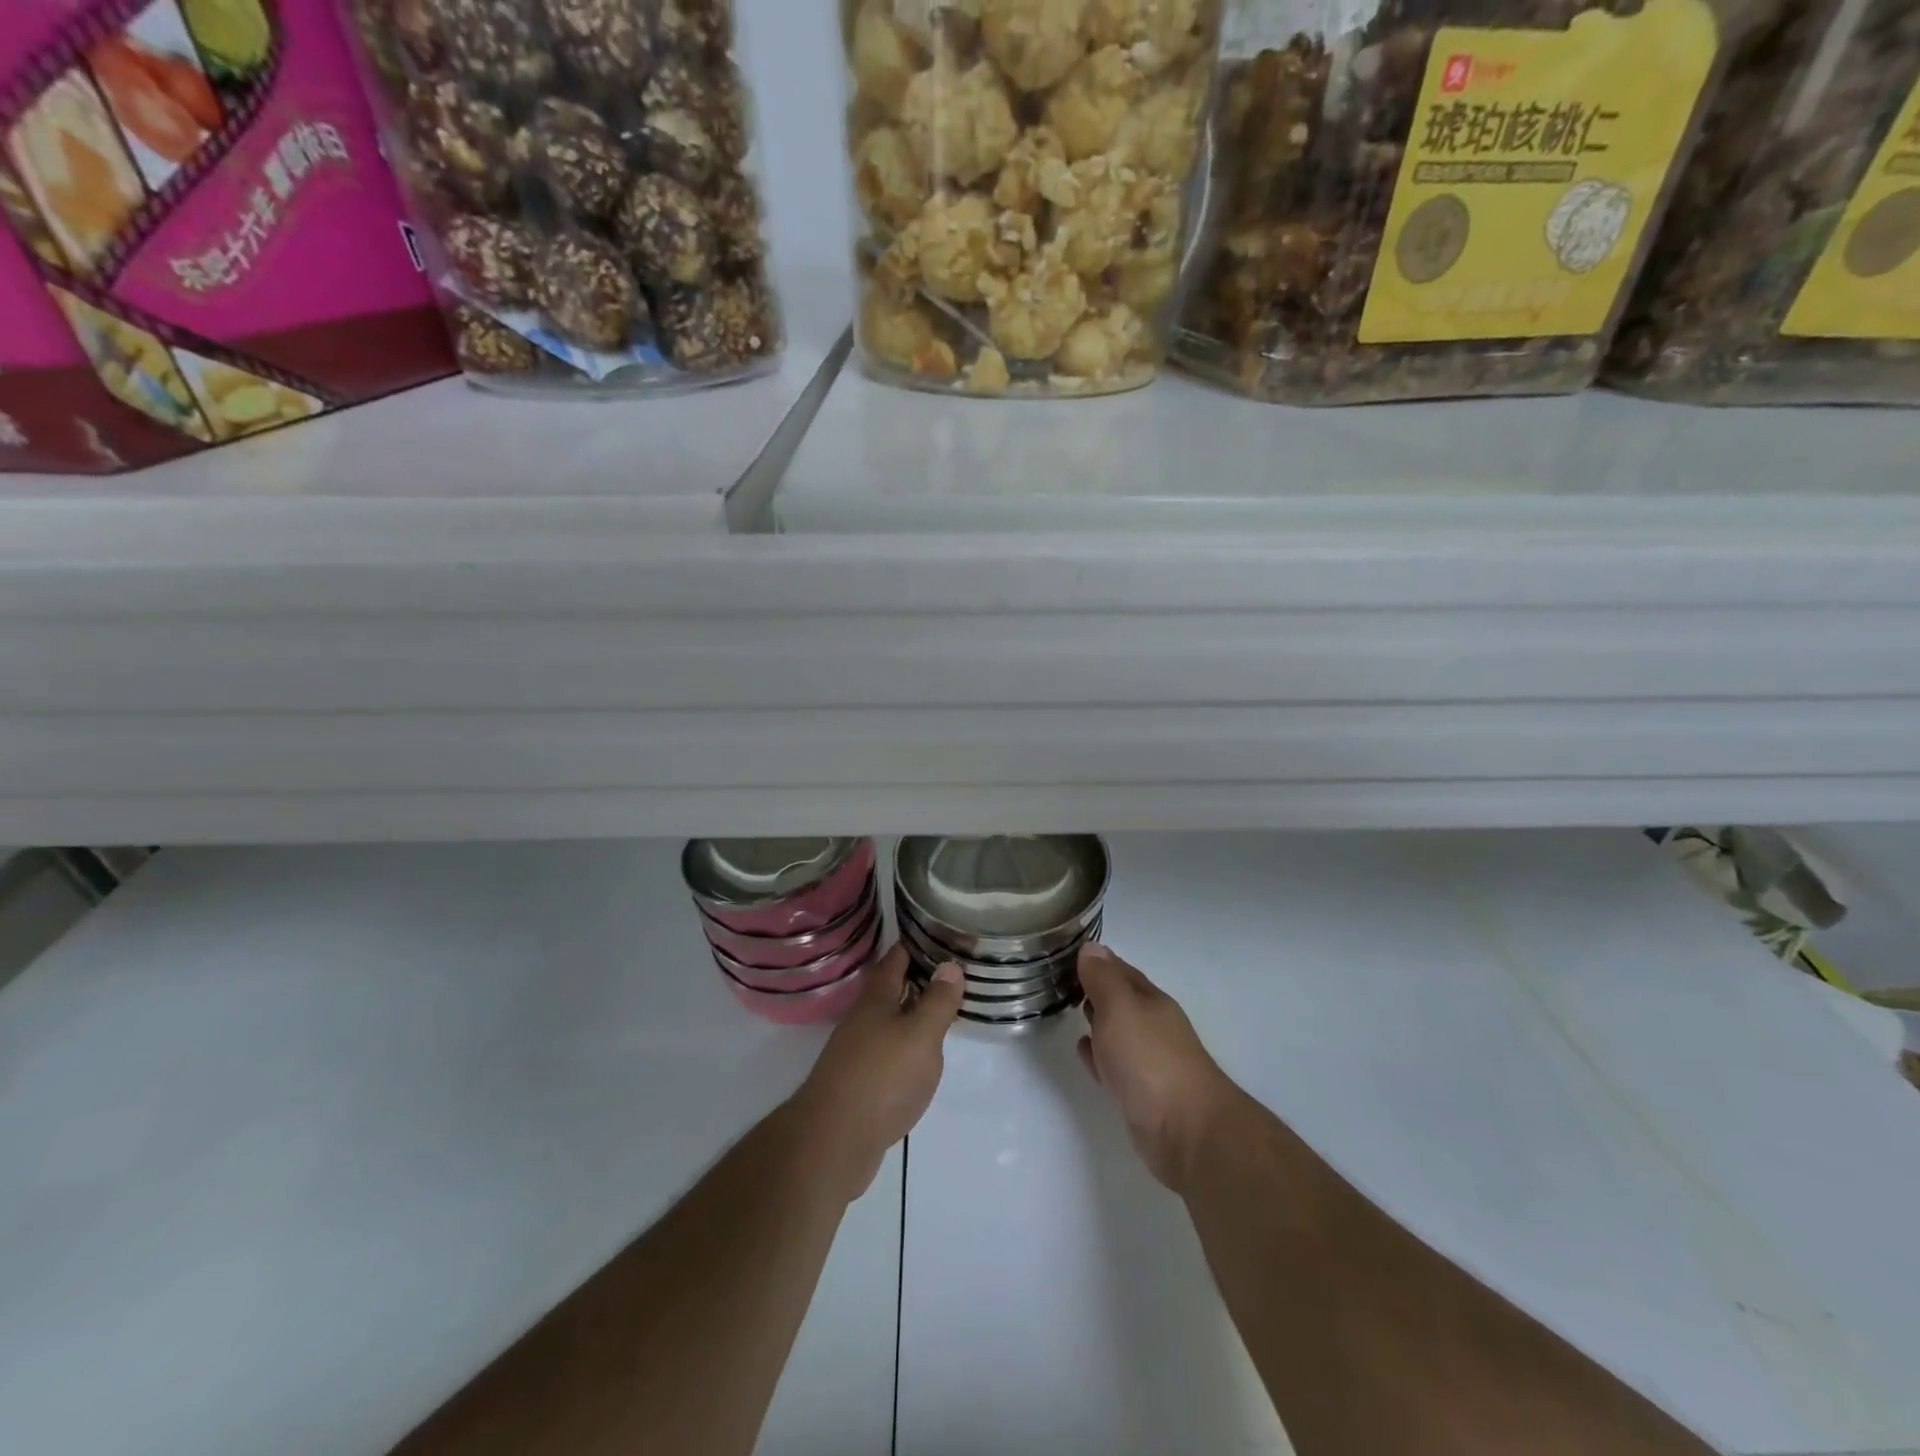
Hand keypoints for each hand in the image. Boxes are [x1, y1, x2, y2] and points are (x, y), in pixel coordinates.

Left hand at [789, 943, 963, 1202]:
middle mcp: (862, 1019)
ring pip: (888, 1021)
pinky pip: (887, 1051)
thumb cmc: (882, 1078)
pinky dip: (906, 1045)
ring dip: (911, 1013)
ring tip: (941, 1012)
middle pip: (890, 989)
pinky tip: (920, 1058)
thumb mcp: (921, 1035)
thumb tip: (950, 964)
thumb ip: (937, 1001)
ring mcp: (856, 1052)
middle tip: (950, 973)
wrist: (833, 1142)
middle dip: (916, 978)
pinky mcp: (858, 1083)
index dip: (916, 945)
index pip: (895, 959)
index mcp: (876, 999)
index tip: (940, 935)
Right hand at [1077, 943, 1238, 1193]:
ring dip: (1096, 1020)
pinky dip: (1098, 1054)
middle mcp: (1152, 1026)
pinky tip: (1084, 1051)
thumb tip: (1091, 947)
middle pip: (1120, 999)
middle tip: (1061, 979)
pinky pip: (1112, 1064)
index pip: (1120, 970)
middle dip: (1095, 988)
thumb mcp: (1120, 1008)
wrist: (1186, 1132)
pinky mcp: (1140, 1093)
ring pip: (1116, 1031)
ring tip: (1068, 1009)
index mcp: (1150, 1001)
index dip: (1096, 961)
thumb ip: (1103, 980)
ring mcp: (1148, 1061)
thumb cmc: (1150, 1060)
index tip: (1067, 953)